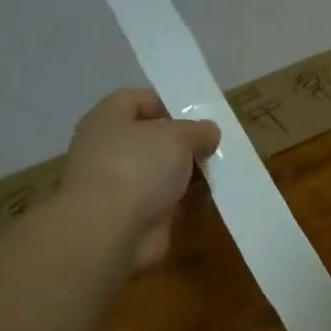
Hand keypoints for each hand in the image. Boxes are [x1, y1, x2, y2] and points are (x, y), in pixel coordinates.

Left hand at [66, 89, 220, 269]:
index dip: (167, 102)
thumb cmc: (138, 166)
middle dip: (183, 142)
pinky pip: (164, 201)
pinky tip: (211, 197)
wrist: (110, 230)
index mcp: (108, 118)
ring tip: (221, 170)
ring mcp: (119, 184)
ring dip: (186, 173)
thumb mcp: (177, 136)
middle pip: (151, 138)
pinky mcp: (132, 215)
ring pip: (160, 172)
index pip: (137, 99)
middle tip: (215, 144)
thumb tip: (209, 132)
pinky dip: (184, 200)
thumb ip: (197, 130)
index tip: (198, 114)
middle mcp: (108, 148)